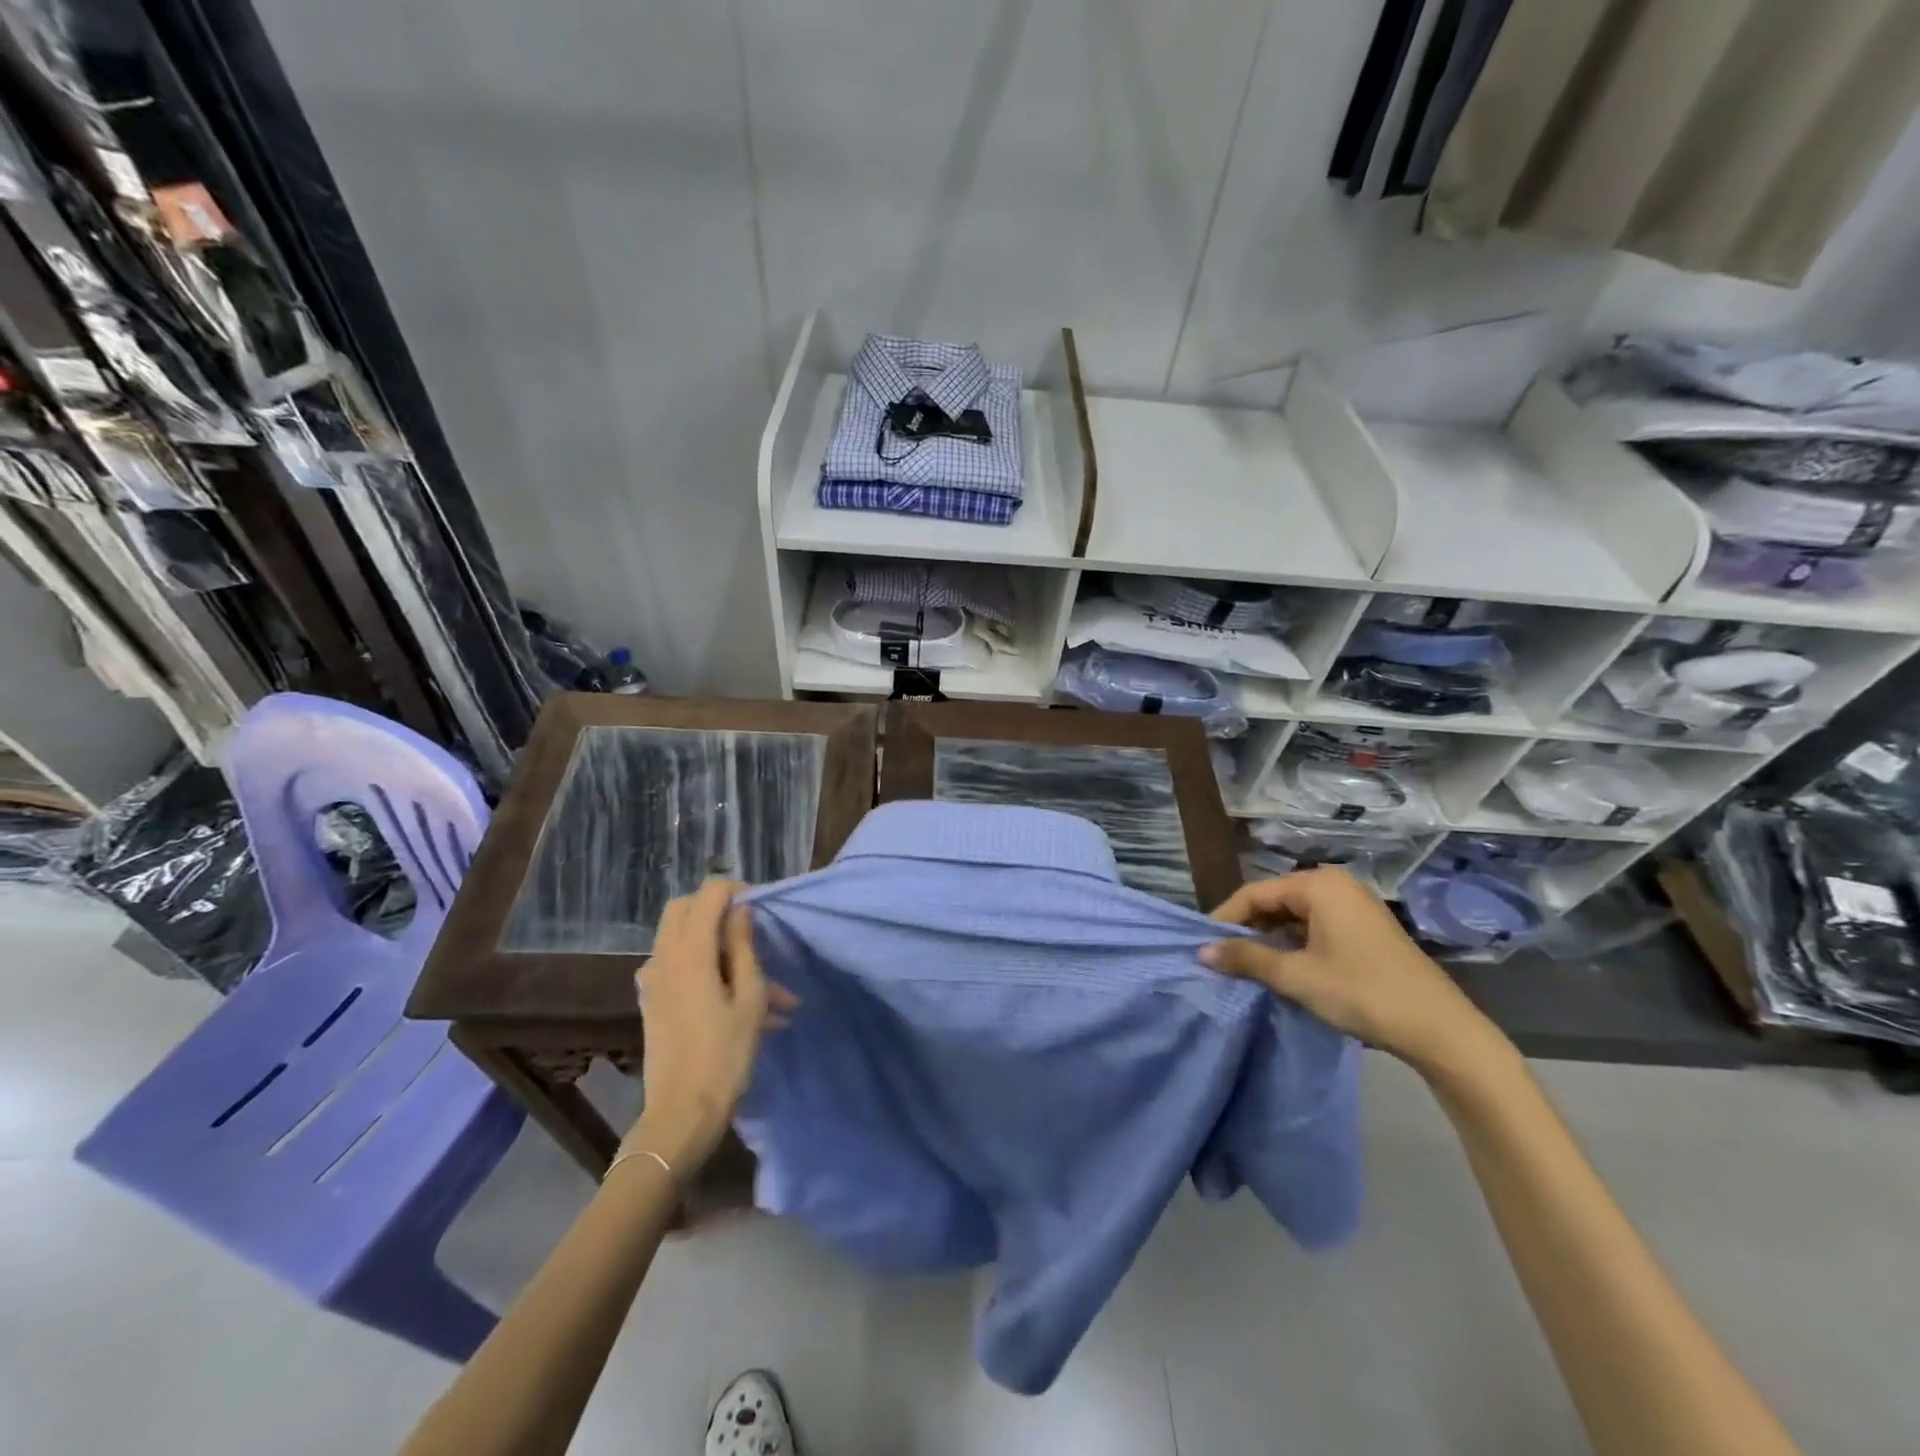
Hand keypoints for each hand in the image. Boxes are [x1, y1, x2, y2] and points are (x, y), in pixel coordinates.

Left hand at [625, 881, 795, 1173]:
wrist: (681, 1115)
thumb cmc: (724, 1055)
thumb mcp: (749, 998)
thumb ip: (743, 948)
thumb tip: (740, 910)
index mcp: (690, 951)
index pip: (709, 893)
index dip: (737, 891)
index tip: (762, 910)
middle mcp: (664, 957)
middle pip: (684, 908)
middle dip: (718, 909)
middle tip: (752, 930)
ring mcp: (653, 981)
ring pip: (681, 939)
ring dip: (718, 946)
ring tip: (768, 989)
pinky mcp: (652, 1002)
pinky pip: (677, 967)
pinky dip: (705, 968)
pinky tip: (736, 1002)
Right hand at [1201, 867, 1506, 1078]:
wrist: (1440, 1030)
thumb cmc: (1361, 993)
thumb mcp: (1296, 976)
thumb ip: (1246, 958)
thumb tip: (1201, 951)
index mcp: (1318, 884)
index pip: (1255, 893)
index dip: (1226, 918)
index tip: (1204, 946)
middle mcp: (1335, 884)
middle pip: (1275, 900)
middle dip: (1248, 928)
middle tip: (1224, 958)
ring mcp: (1355, 905)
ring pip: (1295, 915)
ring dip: (1271, 938)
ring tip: (1249, 966)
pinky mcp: (1367, 929)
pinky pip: (1316, 926)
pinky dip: (1295, 943)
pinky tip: (1285, 968)